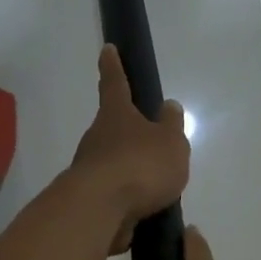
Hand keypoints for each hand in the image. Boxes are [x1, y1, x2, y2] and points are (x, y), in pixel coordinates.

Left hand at [69, 45, 191, 253]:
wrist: (100, 209)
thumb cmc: (140, 165)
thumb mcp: (170, 142)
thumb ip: (171, 125)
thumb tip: (168, 106)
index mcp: (116, 115)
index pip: (114, 83)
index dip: (113, 66)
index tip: (107, 49)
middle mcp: (97, 137)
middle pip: (111, 127)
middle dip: (127, 130)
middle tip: (148, 139)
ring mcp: (89, 168)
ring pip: (111, 161)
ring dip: (128, 168)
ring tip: (154, 184)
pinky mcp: (89, 198)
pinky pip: (113, 192)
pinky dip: (126, 196)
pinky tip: (143, 208)